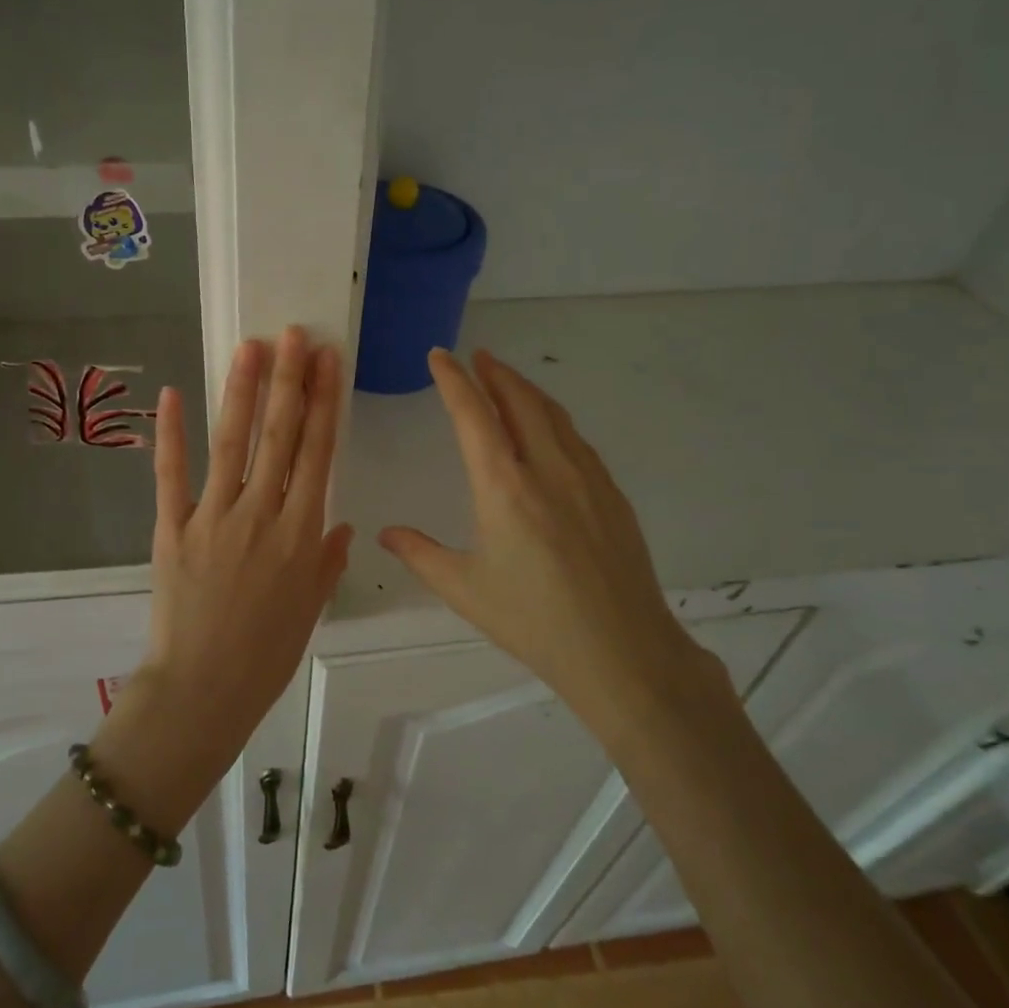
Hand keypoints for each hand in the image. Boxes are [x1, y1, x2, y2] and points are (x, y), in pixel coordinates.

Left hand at [100, 328, 353, 819]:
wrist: (202, 690)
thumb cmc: (265, 655)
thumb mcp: (311, 608)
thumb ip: (327, 560)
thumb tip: (342, 521)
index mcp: (302, 533)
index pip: (318, 453)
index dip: (324, 403)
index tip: (329, 362)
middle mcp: (262, 515)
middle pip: (281, 436)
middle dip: (291, 381)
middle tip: (295, 334)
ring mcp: (214, 518)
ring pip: (232, 443)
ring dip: (242, 392)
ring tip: (252, 347)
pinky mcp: (173, 528)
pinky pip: (172, 475)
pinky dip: (171, 434)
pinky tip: (174, 395)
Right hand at [378, 349, 723, 729]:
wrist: (622, 651)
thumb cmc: (533, 621)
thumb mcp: (464, 589)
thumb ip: (420, 554)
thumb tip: (386, 534)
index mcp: (504, 487)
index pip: (474, 416)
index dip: (454, 381)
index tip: (440, 356)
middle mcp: (548, 469)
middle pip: (520, 402)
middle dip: (495, 373)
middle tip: (477, 357)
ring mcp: (587, 479)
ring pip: (555, 416)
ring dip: (527, 391)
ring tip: (509, 383)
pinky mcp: (613, 495)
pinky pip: (578, 441)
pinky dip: (555, 420)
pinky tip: (551, 432)